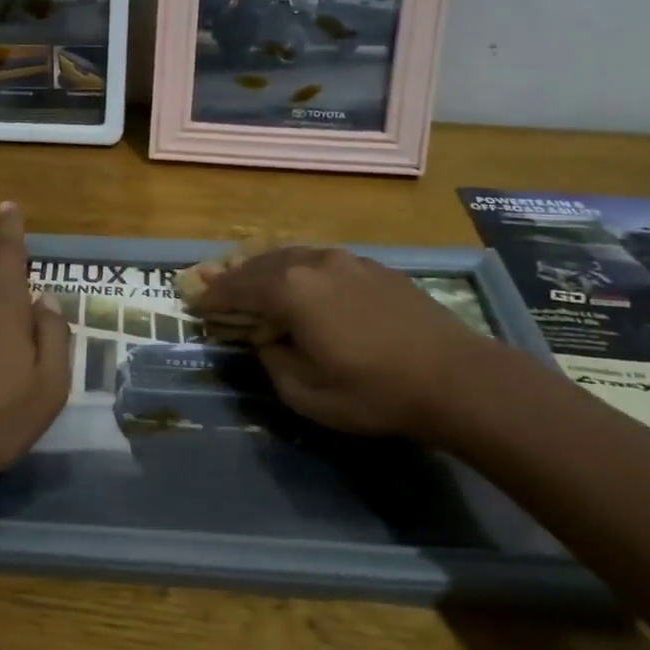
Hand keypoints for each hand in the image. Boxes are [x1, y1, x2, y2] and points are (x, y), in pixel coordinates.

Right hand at [196, 246, 491, 437]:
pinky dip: (298, 269)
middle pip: (261, 264)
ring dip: (266, 267)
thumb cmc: (373, 391)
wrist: (455, 377)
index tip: (194, 302)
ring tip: (251, 276)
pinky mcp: (373, 268)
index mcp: (290, 291)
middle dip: (234, 274)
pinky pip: (320, 261)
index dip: (213, 297)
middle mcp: (313, 264)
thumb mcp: (306, 393)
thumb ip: (273, 362)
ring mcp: (346, 261)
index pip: (238, 288)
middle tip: (212, 281)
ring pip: (292, 256)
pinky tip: (301, 281)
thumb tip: (266, 342)